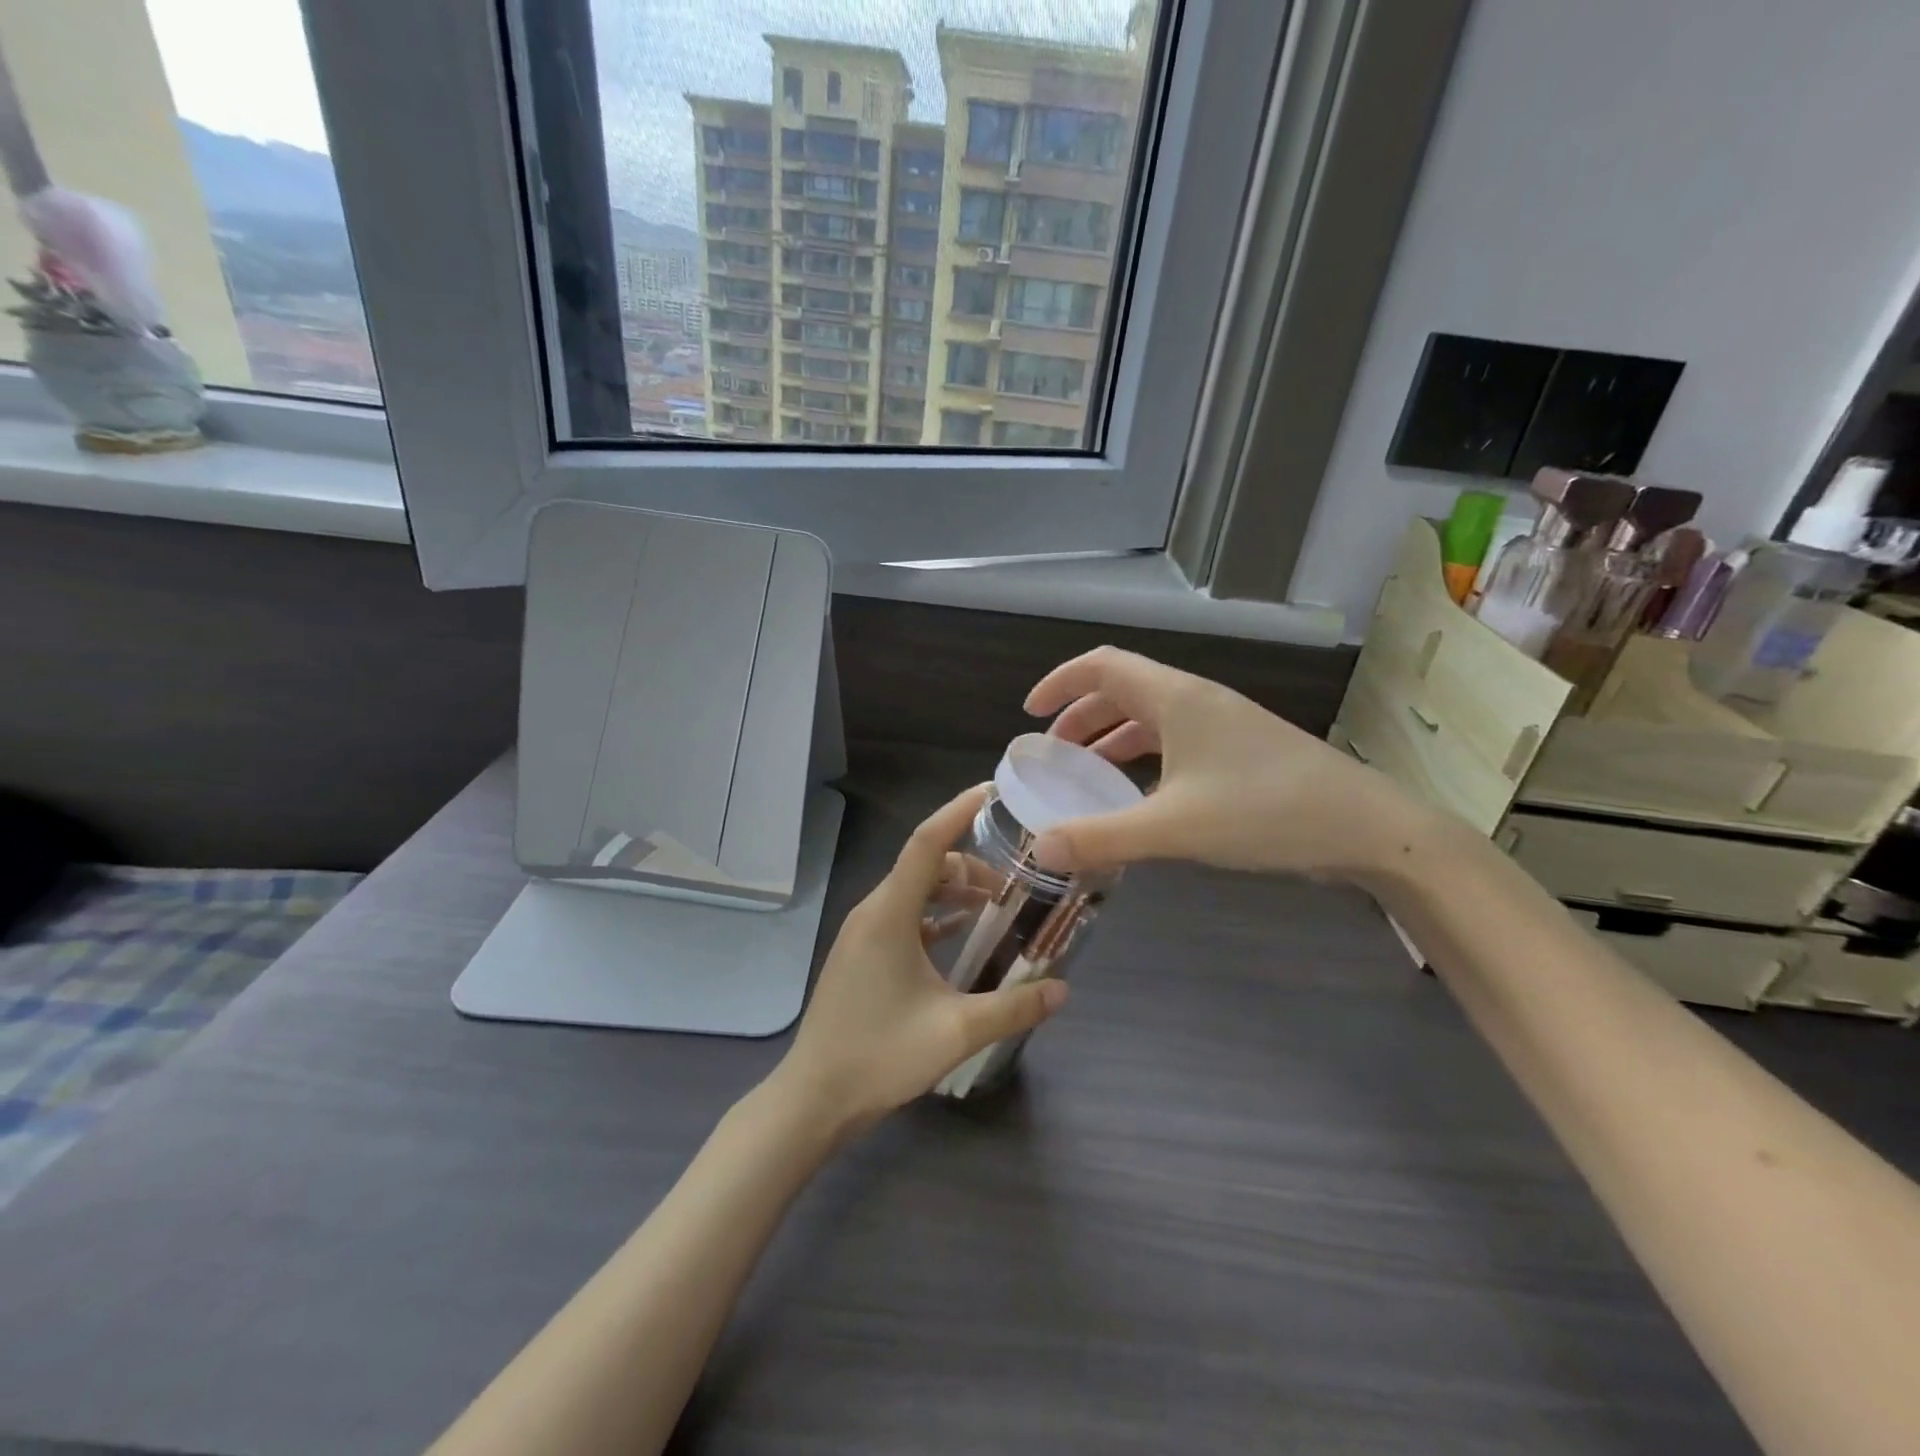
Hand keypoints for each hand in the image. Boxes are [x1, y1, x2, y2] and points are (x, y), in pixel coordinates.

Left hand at [772, 785, 1066, 1132]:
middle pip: (926, 865)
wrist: (814, 1097)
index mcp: (889, 914)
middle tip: (1017, 879)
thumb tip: (1062, 990)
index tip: (993, 792)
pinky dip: (936, 913)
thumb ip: (1013, 1008)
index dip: (959, 811)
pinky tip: (965, 932)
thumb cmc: (879, 1056)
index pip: (926, 843)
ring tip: (998, 904)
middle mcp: (873, 911)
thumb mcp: (955, 1033)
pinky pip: (905, 915)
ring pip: (915, 890)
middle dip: (971, 863)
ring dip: (954, 890)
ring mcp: (864, 932)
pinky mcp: (863, 953)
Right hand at [1024, 646, 1431, 880]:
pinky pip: (1175, 743)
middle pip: (1123, 691)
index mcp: (1176, 698)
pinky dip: (1143, 760)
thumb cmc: (1265, 811)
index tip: (1029, 713)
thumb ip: (1102, 837)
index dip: (1060, 682)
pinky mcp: (1240, 751)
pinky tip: (1139, 796)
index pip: (1102, 666)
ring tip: (1086, 774)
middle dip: (1080, 717)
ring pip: (1150, 718)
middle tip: (1052, 754)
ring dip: (1111, 739)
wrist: (1367, 827)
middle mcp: (1196, 701)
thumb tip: (1040, 849)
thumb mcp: (1174, 827)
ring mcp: (1222, 725)